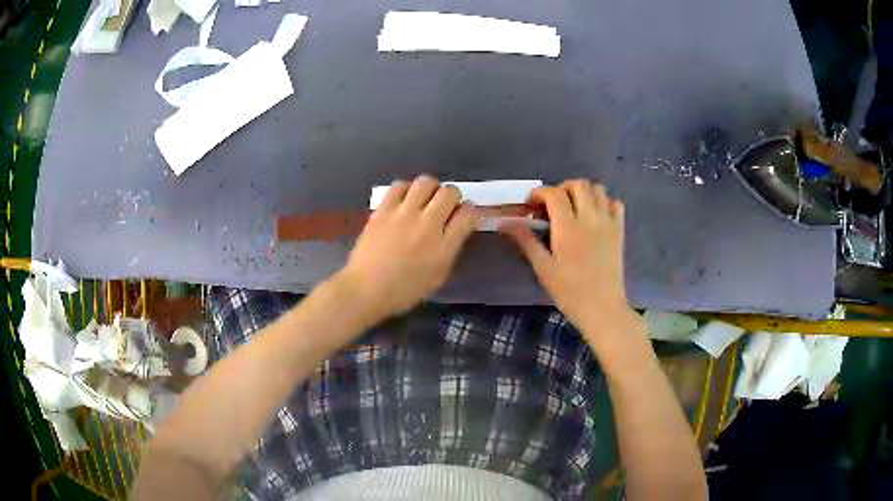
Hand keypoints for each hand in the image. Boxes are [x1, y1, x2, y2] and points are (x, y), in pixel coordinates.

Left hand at [335, 176, 479, 320]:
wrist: (365, 289)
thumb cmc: (403, 291)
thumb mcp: (437, 277)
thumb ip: (450, 250)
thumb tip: (457, 229)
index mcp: (443, 247)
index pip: (468, 215)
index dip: (471, 211)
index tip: (466, 216)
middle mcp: (427, 225)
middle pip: (450, 193)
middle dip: (453, 197)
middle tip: (446, 207)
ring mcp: (403, 214)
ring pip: (425, 182)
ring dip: (431, 189)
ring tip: (425, 200)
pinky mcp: (383, 209)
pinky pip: (399, 185)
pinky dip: (406, 189)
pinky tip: (404, 200)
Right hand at [501, 180, 634, 335]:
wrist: (602, 308)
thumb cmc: (570, 292)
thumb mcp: (543, 269)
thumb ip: (526, 241)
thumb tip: (506, 223)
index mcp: (568, 228)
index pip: (553, 194)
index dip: (539, 193)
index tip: (531, 205)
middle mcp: (590, 219)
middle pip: (578, 184)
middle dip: (562, 188)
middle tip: (552, 205)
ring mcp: (608, 223)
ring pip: (598, 189)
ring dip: (583, 193)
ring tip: (574, 208)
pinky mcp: (619, 231)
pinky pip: (615, 203)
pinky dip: (604, 202)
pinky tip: (595, 216)